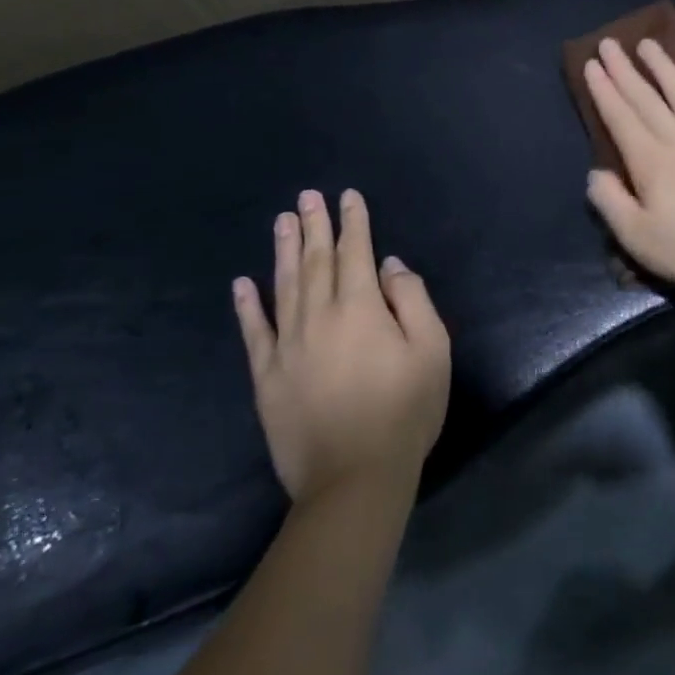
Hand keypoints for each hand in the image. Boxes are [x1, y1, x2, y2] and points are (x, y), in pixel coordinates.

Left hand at [232, 189, 450, 507]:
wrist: (354, 478)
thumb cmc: (405, 412)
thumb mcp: (432, 351)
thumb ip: (413, 300)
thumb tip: (388, 265)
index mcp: (360, 309)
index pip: (355, 253)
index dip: (353, 222)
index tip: (347, 196)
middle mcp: (318, 317)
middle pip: (316, 261)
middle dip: (314, 225)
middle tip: (307, 195)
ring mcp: (287, 346)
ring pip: (284, 286)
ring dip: (284, 251)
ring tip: (282, 221)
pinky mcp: (267, 377)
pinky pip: (254, 332)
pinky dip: (247, 306)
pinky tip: (242, 283)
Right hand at [582, 37, 674, 296]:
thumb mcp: (641, 239)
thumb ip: (612, 203)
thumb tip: (595, 173)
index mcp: (651, 162)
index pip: (621, 118)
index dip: (604, 91)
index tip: (592, 63)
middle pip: (647, 99)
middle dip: (625, 71)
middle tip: (610, 42)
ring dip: (664, 67)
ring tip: (649, 43)